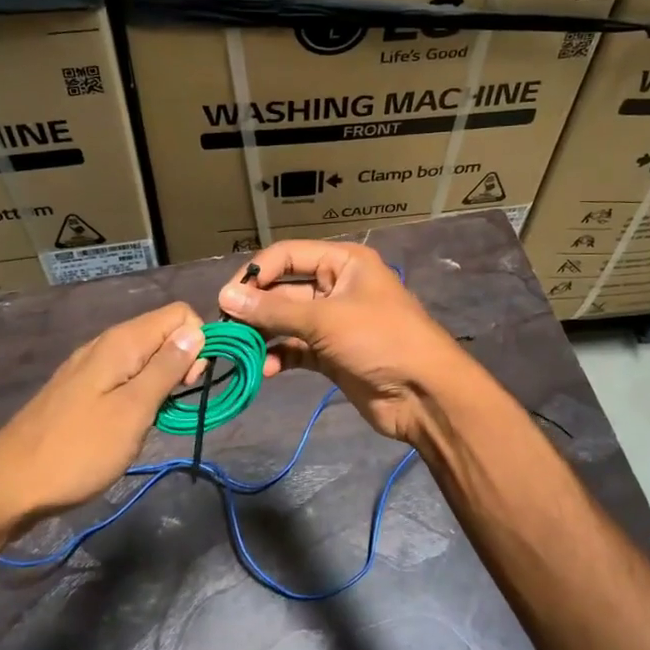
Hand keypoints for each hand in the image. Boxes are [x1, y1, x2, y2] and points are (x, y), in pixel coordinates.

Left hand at [0, 302, 205, 543]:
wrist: (9, 486)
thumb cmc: (78, 450)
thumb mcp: (133, 411)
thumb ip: (166, 368)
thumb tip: (196, 331)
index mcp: (121, 342)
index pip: (179, 314)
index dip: (197, 343)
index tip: (189, 383)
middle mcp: (106, 344)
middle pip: (163, 333)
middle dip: (182, 362)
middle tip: (172, 405)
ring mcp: (90, 366)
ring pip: (145, 356)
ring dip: (162, 381)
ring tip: (153, 418)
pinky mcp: (82, 389)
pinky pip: (125, 376)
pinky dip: (139, 393)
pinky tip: (130, 422)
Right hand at [217, 241, 477, 445]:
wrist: (424, 394)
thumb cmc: (380, 340)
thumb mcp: (326, 319)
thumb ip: (274, 310)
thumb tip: (226, 297)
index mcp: (343, 263)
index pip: (288, 255)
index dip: (256, 273)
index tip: (227, 298)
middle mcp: (337, 287)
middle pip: (284, 289)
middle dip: (256, 308)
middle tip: (226, 328)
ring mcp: (334, 323)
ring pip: (287, 321)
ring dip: (264, 334)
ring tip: (239, 350)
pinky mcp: (332, 355)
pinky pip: (297, 349)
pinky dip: (280, 356)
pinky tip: (265, 369)